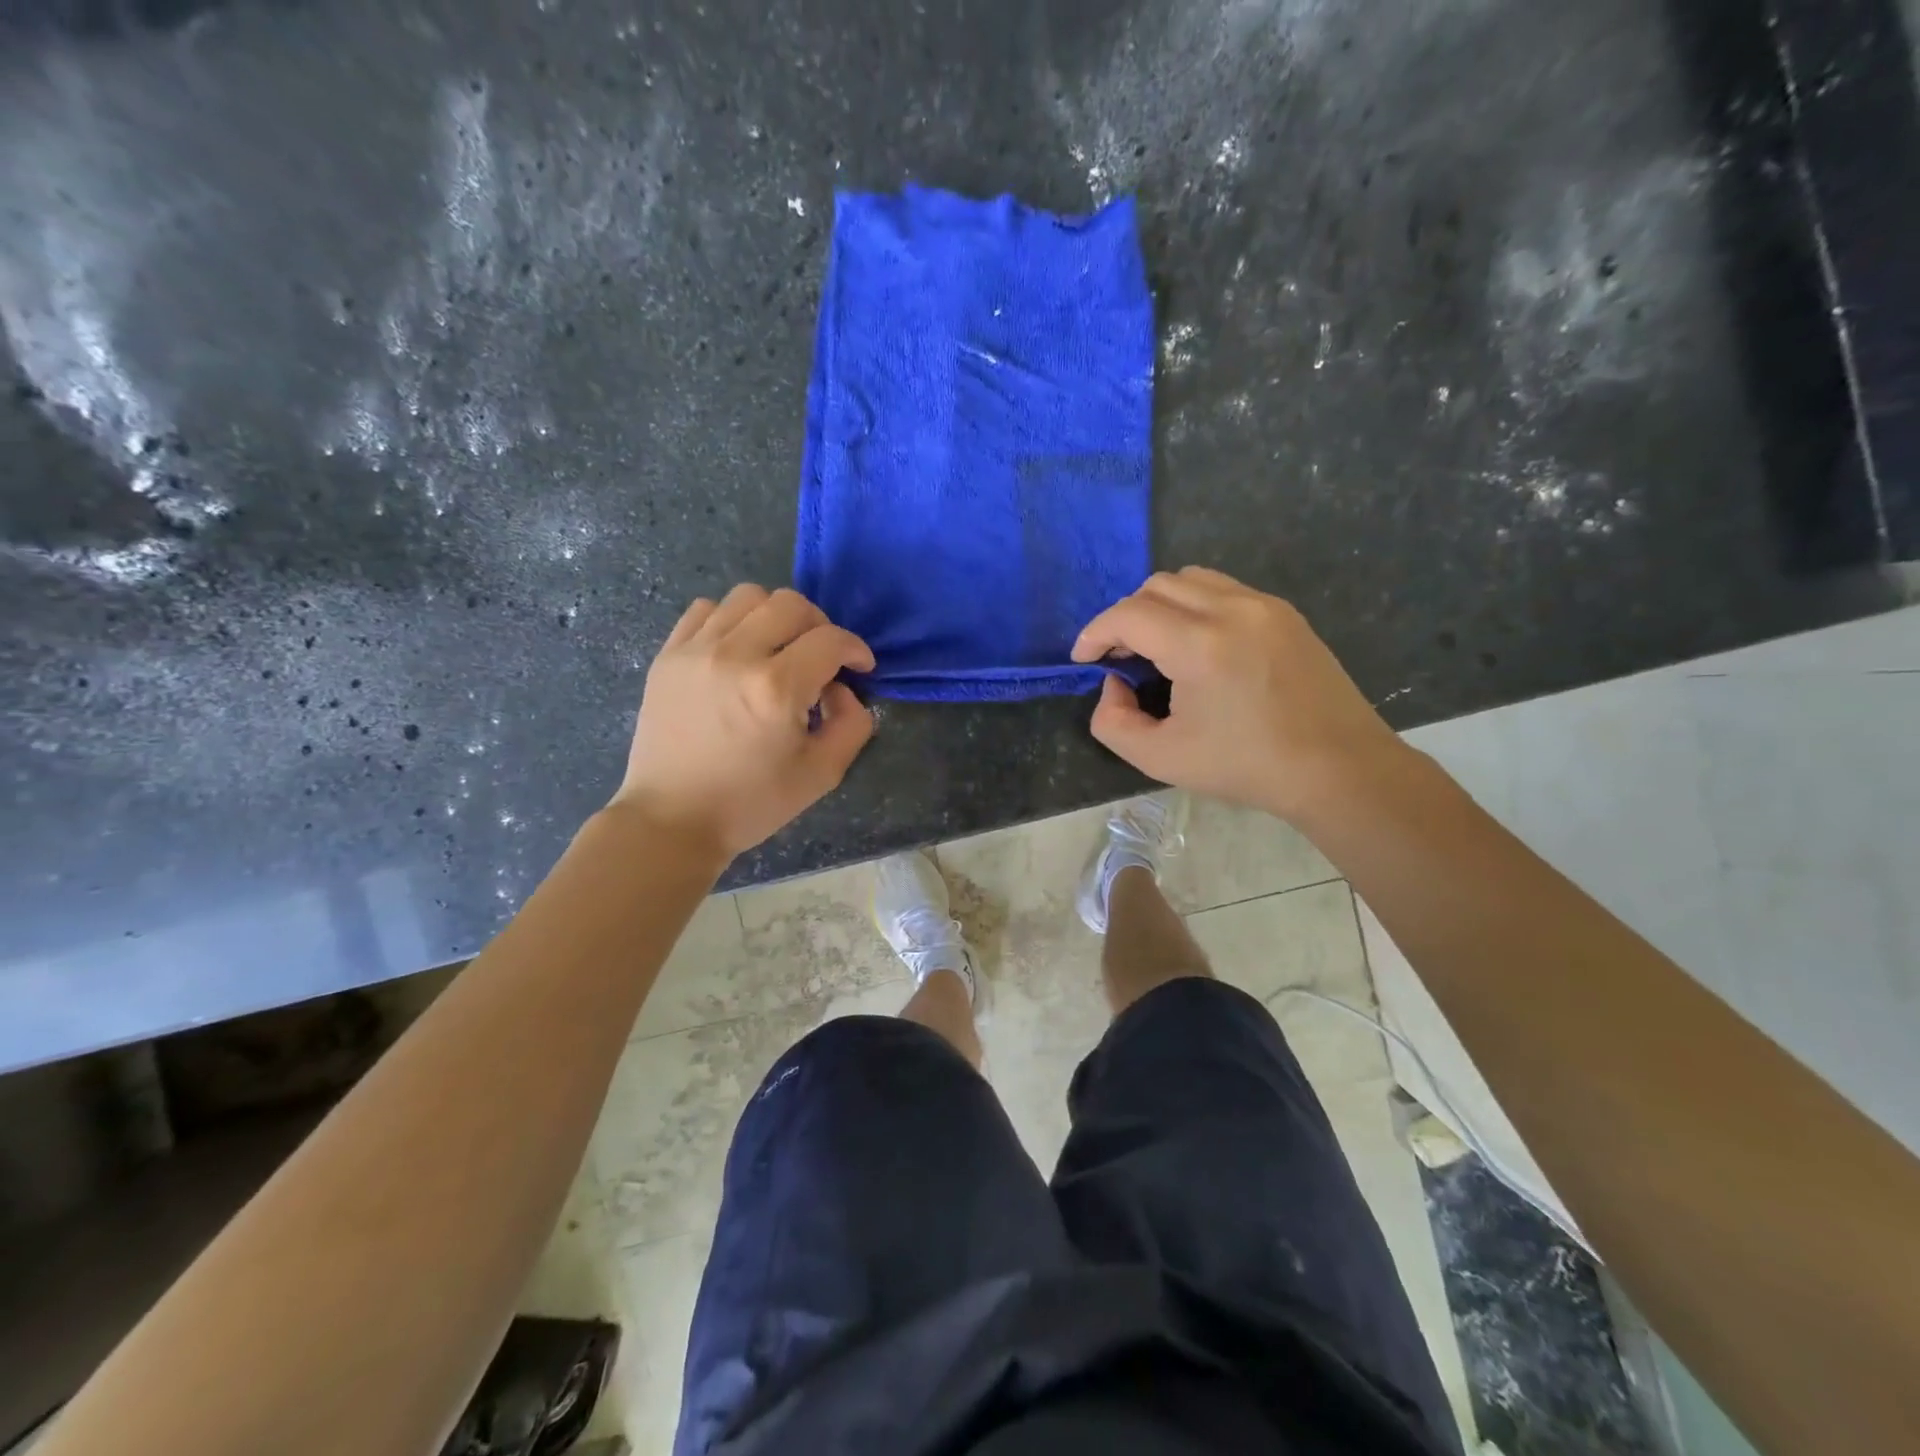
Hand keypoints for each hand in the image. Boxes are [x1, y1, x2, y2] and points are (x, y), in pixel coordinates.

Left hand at [612, 585, 875, 859]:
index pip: (831, 640)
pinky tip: (738, 651)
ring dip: (776, 616)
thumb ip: (852, 724)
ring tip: (778, 649)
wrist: (672, 820)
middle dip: (820, 626)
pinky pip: (706, 609)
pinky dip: (732, 620)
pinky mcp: (668, 656)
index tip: (859, 667)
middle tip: (822, 658)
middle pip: (792, 605)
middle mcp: (736, 656)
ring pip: (748, 596)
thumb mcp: (822, 774)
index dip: (855, 649)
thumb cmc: (751, 803)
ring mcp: (696, 651)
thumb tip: (843, 689)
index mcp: (776, 688)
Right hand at [1072, 567, 1408, 822]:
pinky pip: (1224, 589)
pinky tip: (1198, 647)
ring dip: (1160, 605)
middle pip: (1156, 586)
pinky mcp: (1285, 613)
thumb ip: (1113, 721)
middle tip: (1120, 657)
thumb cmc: (1246, 767)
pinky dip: (1195, 606)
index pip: (1128, 615)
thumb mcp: (1160, 759)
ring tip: (1157, 647)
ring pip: (1191, 579)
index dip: (1095, 633)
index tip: (1084, 659)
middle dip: (1125, 617)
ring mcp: (1264, 605)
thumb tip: (1114, 684)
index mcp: (1200, 645)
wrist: (1338, 768)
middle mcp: (1232, 609)